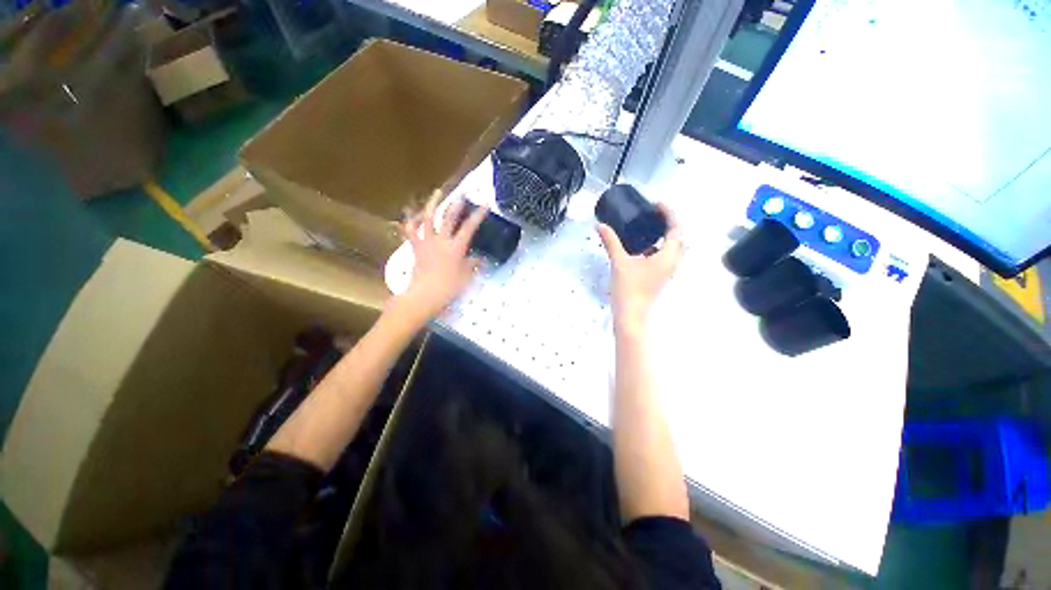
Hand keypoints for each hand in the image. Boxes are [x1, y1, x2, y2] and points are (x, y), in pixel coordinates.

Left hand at [397, 191, 486, 322]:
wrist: (425, 295)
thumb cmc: (449, 287)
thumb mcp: (466, 276)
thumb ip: (473, 264)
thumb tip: (479, 257)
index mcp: (456, 247)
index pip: (469, 227)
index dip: (478, 215)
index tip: (484, 204)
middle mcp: (441, 240)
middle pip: (449, 218)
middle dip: (456, 204)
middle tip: (461, 194)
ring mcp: (427, 242)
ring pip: (428, 218)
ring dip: (433, 204)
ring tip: (437, 193)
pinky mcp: (416, 247)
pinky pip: (411, 231)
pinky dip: (411, 221)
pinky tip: (413, 214)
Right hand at [597, 204, 683, 333]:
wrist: (631, 315)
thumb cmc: (628, 288)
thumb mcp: (619, 262)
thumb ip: (611, 242)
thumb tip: (599, 225)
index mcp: (668, 256)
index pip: (676, 228)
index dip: (669, 213)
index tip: (656, 204)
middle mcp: (673, 262)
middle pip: (678, 237)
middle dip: (668, 223)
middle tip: (653, 215)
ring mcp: (668, 271)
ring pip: (672, 248)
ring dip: (663, 236)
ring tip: (647, 227)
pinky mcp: (660, 277)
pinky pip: (664, 257)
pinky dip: (657, 248)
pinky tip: (641, 248)